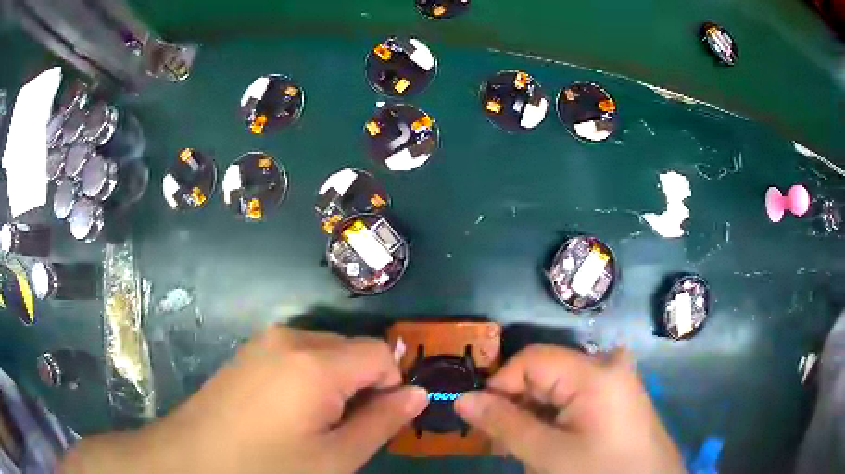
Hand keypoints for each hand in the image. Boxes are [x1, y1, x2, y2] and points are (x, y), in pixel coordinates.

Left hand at [61, 327, 428, 473]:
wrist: (192, 459)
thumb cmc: (268, 467)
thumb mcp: (336, 458)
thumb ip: (383, 422)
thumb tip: (418, 394)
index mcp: (316, 361)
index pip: (382, 352)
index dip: (391, 385)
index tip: (376, 420)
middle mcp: (291, 337)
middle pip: (352, 349)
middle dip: (362, 384)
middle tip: (342, 428)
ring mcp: (264, 341)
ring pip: (325, 352)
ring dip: (335, 383)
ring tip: (314, 423)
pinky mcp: (248, 352)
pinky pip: (297, 355)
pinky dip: (309, 379)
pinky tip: (288, 412)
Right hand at [455, 345, 683, 473]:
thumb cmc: (600, 472)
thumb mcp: (548, 454)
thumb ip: (504, 424)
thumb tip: (462, 398)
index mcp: (594, 372)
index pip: (531, 359)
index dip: (500, 386)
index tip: (483, 420)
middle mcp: (607, 364)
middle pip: (544, 373)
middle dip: (517, 407)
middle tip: (502, 445)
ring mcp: (615, 379)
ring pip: (557, 388)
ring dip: (533, 416)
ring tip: (525, 451)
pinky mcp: (617, 395)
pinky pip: (575, 397)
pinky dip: (554, 419)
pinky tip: (550, 444)